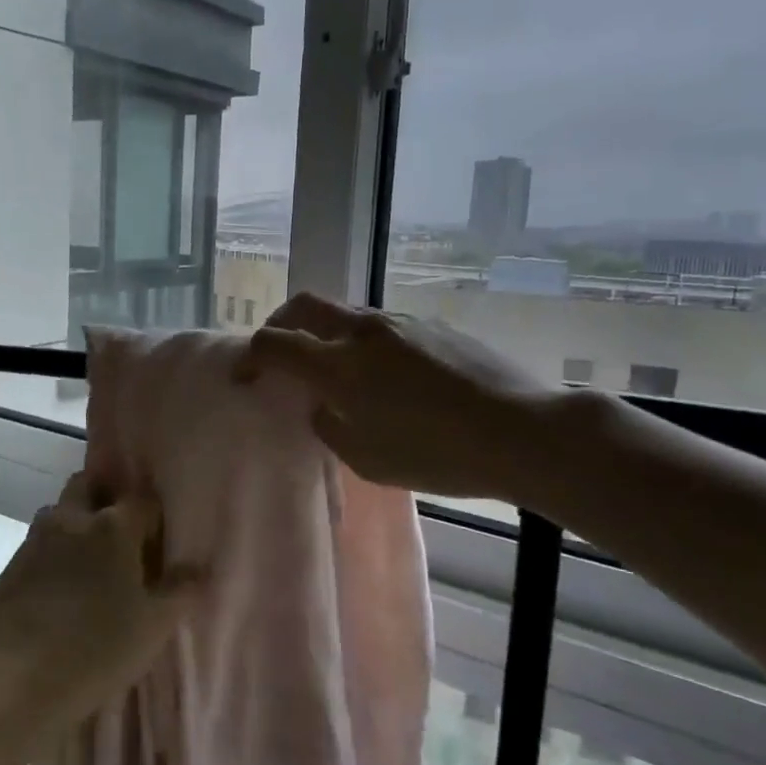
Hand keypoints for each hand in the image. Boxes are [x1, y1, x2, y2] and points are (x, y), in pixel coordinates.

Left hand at [0, 473, 200, 734]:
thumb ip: (180, 592)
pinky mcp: (10, 565)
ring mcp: (36, 540)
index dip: (154, 516)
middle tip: (122, 534)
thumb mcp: (153, 627)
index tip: (159, 540)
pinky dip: (53, 551)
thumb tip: (200, 568)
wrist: (14, 682)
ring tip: (90, 560)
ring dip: (76, 521)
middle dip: (107, 498)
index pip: (143, 500)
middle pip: (90, 485)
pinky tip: (60, 586)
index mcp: (113, 527)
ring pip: (60, 511)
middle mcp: (72, 520)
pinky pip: (38, 542)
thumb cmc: (96, 650)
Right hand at [233, 292, 553, 500]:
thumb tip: (322, 404)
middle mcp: (363, 331)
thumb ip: (329, 425)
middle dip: (280, 324)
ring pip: (345, 313)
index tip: (244, 377)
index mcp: (339, 364)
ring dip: (326, 333)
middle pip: (304, 306)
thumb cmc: (437, 454)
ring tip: (336, 370)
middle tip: (278, 354)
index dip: (249, 357)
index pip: (274, 342)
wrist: (521, 430)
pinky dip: (363, 342)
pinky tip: (387, 376)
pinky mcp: (432, 324)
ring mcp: (400, 322)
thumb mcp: (367, 458)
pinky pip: (382, 325)